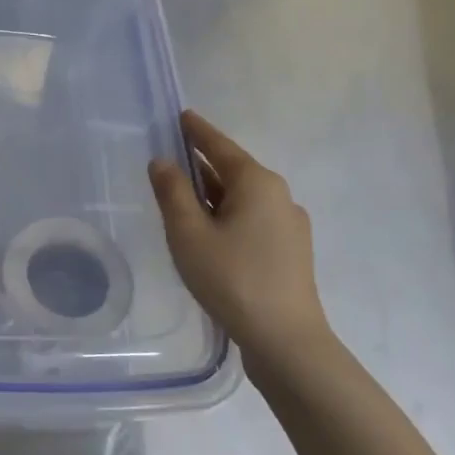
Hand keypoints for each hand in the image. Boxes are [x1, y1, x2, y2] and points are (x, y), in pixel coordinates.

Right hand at [149, 110, 332, 376]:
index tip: (182, 115)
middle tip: (172, 157)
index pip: (220, 146)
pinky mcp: (291, 251)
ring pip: (242, 198)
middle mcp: (278, 196)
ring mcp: (289, 225)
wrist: (285, 340)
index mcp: (256, 183)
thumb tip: (163, 161)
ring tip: (184, 197)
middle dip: (202, 164)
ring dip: (214, 194)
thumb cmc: (232, 278)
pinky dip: (227, 215)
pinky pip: (252, 219)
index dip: (197, 131)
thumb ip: (173, 192)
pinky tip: (210, 234)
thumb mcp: (189, 233)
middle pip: (233, 170)